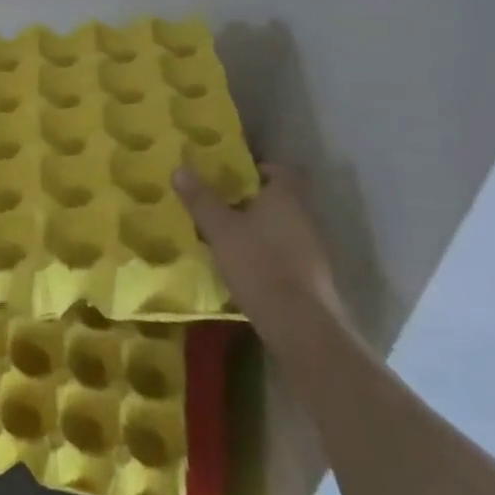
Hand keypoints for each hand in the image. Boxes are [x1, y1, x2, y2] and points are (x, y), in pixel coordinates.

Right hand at [173, 163, 342, 330]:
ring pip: (283, 228)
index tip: (233, 179)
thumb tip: (180, 168)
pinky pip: (287, 254)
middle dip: (252, 202)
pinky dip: (269, 255)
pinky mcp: (313, 278)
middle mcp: (305, 217)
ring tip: (228, 238)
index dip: (258, 170)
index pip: (280, 170)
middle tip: (221, 207)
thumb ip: (201, 199)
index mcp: (286, 197)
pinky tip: (246, 268)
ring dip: (260, 230)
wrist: (300, 325)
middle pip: (280, 199)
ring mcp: (314, 249)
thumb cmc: (258, 264)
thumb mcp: (220, 229)